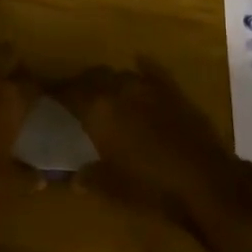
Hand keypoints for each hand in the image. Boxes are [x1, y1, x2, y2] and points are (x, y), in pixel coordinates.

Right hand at [54, 58, 237, 222]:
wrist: (206, 182)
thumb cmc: (152, 188)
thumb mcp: (113, 188)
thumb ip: (89, 177)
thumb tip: (74, 178)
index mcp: (98, 110)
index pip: (68, 92)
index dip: (55, 92)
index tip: (45, 95)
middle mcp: (119, 89)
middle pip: (92, 78)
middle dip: (80, 85)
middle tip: (73, 96)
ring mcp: (148, 86)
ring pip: (119, 74)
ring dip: (108, 81)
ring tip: (104, 92)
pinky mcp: (173, 90)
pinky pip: (152, 71)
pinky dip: (142, 68)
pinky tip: (138, 63)